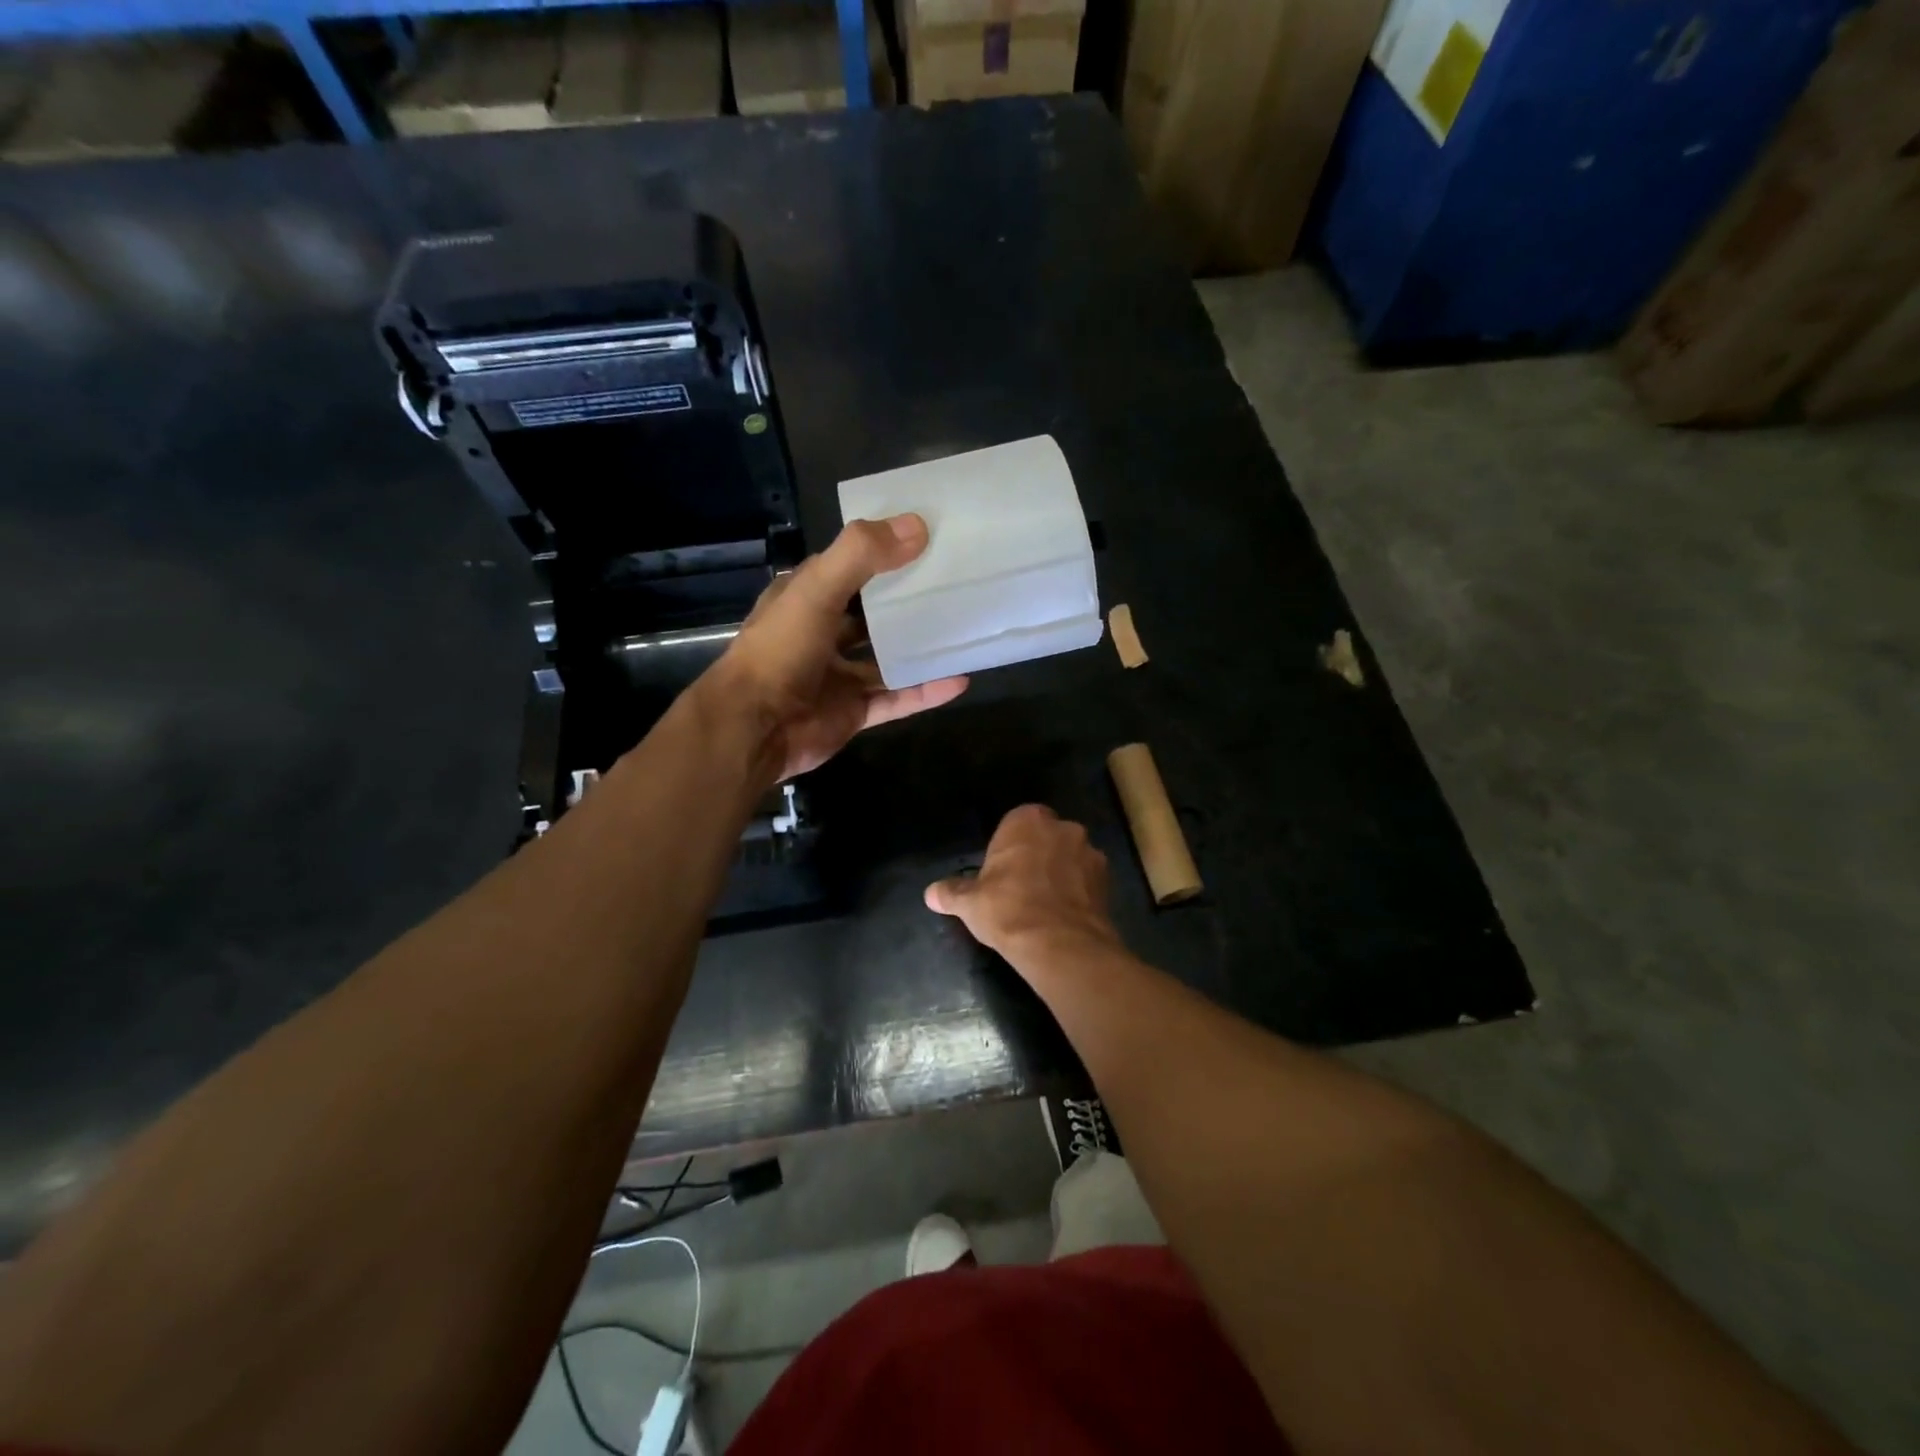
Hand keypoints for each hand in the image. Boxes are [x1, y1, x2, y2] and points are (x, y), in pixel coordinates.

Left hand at [703, 514, 967, 782]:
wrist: (755, 729)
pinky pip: (897, 698)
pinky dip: (925, 691)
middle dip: (907, 600)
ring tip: (963, 630)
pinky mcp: (853, 711)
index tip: (927, 537)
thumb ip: (862, 555)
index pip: (848, 565)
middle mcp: (821, 634)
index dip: (882, 550)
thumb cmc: (780, 651)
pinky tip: (960, 679)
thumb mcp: (817, 590)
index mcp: (805, 598)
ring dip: (920, 648)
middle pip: (872, 613)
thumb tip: (917, 526)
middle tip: (956, 583)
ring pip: (887, 658)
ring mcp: (838, 676)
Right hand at [925, 805, 1121, 963]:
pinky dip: (1078, 893)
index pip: (1016, 823)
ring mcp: (1090, 852)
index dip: (1008, 848)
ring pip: (1070, 858)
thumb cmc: (1007, 909)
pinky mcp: (1108, 881)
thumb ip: (951, 892)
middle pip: (1046, 838)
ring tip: (1045, 906)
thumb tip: (930, 893)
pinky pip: (1087, 881)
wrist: (1059, 943)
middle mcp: (1063, 827)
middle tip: (1021, 888)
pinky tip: (1063, 916)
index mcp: (1027, 820)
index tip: (1000, 873)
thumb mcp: (969, 902)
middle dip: (1037, 856)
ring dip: (1061, 873)